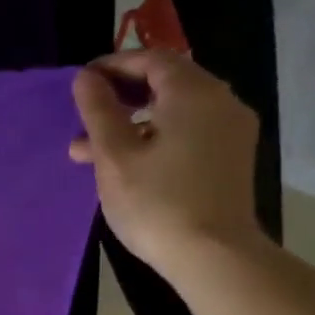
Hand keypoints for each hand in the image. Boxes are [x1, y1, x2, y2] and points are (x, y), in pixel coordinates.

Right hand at [69, 50, 264, 272]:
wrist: (213, 255)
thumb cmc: (157, 203)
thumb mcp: (115, 157)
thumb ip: (99, 112)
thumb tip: (86, 78)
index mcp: (193, 92)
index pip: (151, 60)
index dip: (113, 66)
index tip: (82, 82)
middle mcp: (220, 101)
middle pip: (166, 84)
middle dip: (121, 98)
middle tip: (84, 119)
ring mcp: (231, 131)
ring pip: (175, 113)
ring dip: (134, 124)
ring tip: (93, 153)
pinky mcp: (232, 159)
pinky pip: (189, 133)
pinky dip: (157, 138)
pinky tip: (130, 166)